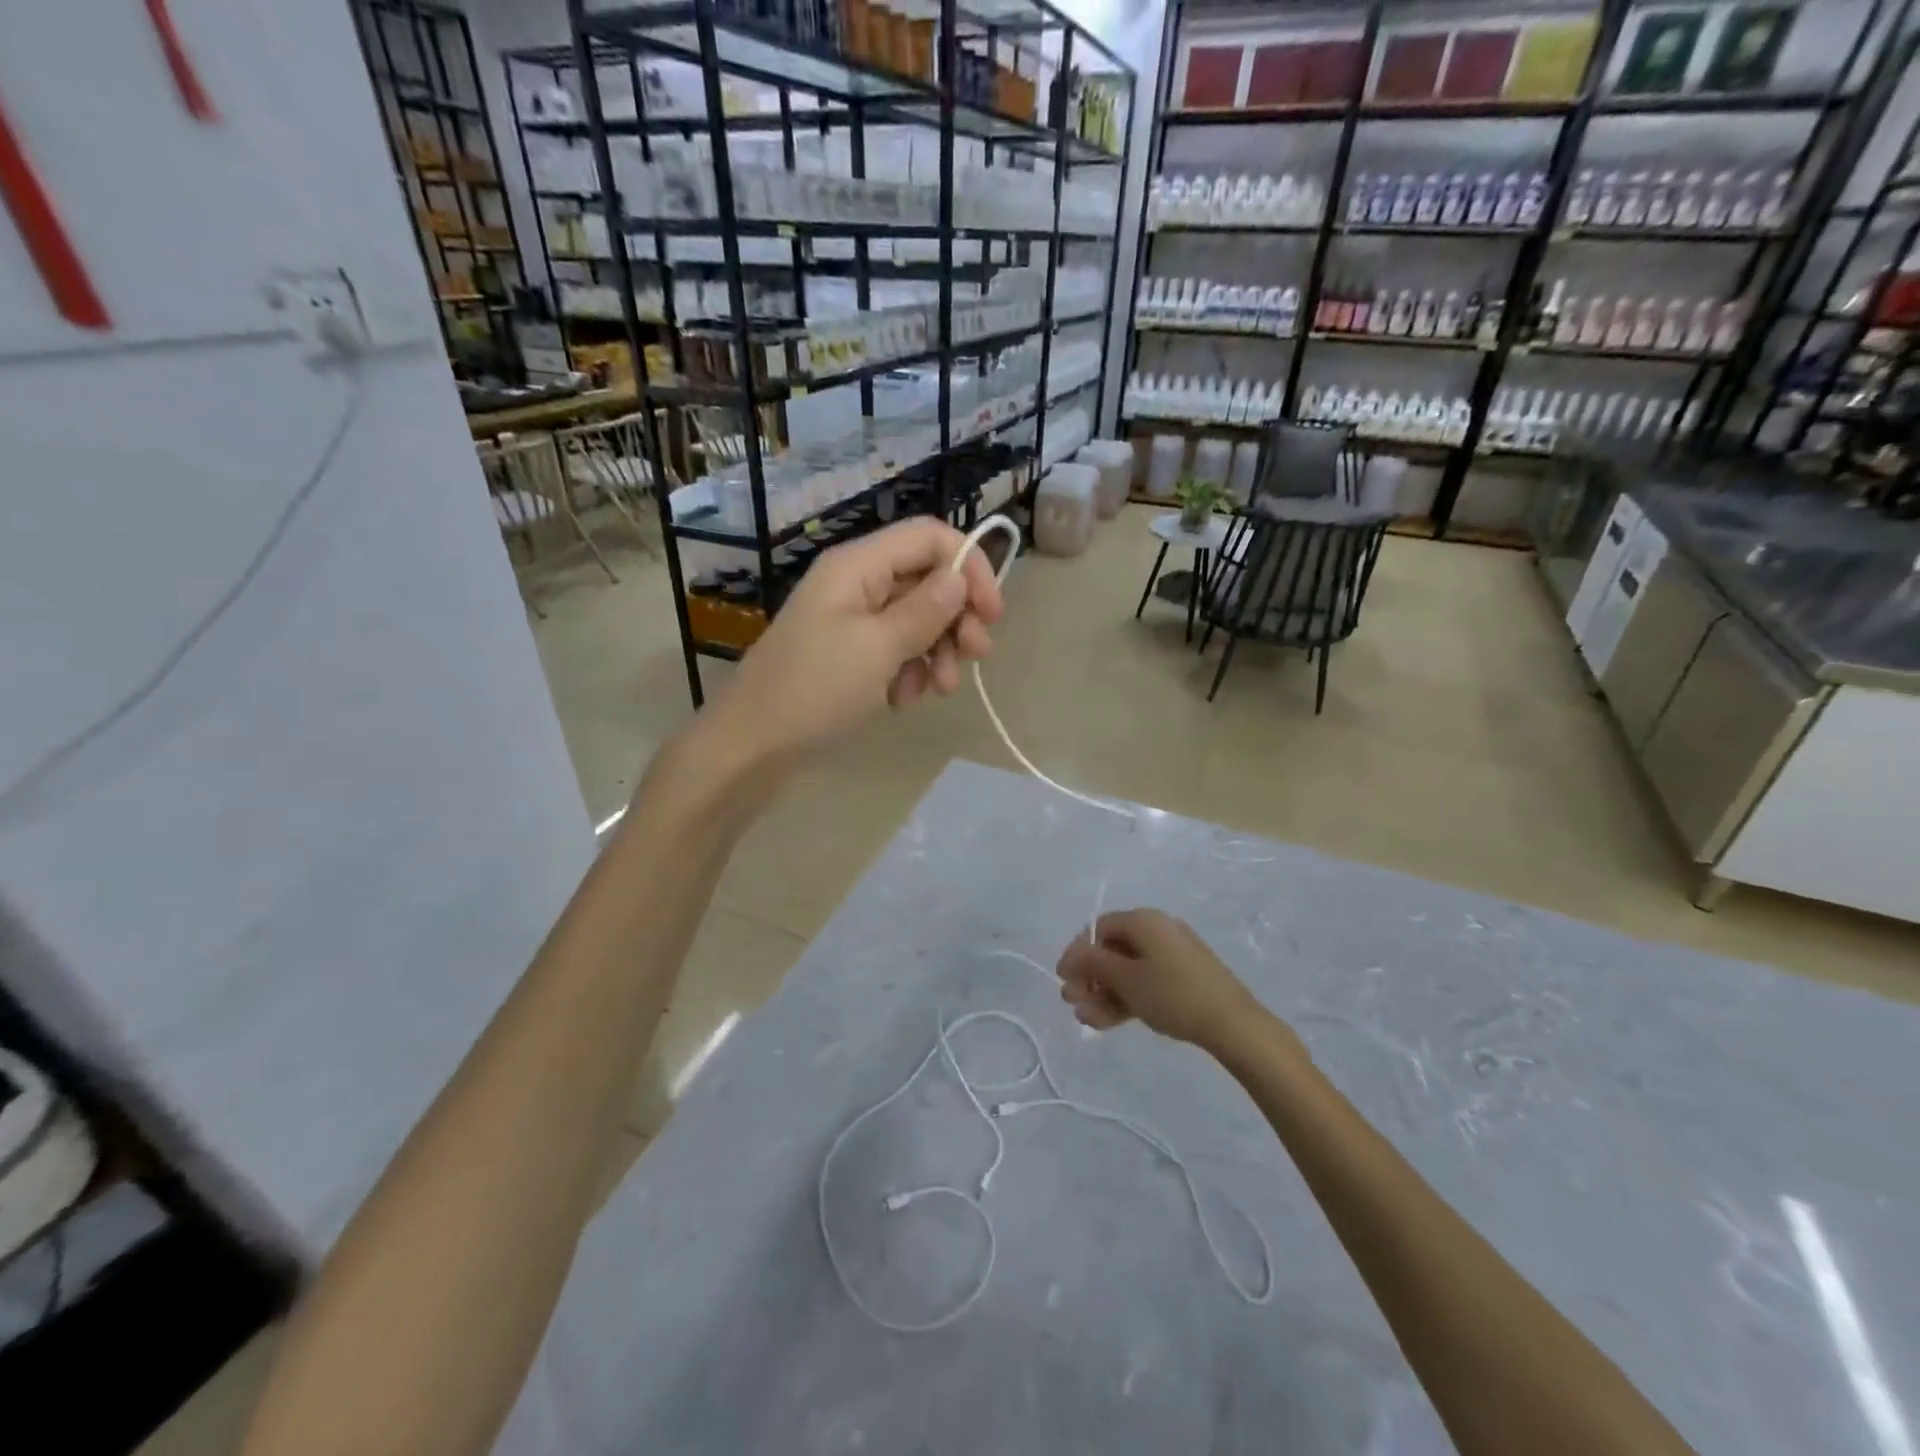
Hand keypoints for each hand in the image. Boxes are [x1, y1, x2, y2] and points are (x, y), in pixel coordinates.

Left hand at [710, 517, 1003, 765]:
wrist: (752, 747)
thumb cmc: (814, 690)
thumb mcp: (877, 649)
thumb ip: (924, 610)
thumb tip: (960, 576)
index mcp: (857, 566)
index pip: (929, 537)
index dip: (969, 566)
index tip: (992, 614)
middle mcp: (856, 583)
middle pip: (927, 579)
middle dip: (957, 617)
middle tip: (976, 656)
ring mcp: (851, 620)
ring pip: (916, 618)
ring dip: (937, 650)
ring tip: (938, 689)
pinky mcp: (849, 655)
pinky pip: (895, 649)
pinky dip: (909, 671)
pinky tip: (902, 700)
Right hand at [1056, 909, 1265, 1052]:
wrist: (1232, 1023)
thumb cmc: (1172, 994)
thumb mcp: (1126, 979)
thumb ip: (1093, 963)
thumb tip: (1074, 952)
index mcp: (1143, 920)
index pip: (1098, 928)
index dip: (1077, 952)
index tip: (1063, 979)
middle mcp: (1157, 930)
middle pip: (1112, 950)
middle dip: (1089, 978)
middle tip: (1073, 1003)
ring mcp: (1172, 955)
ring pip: (1128, 970)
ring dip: (1104, 993)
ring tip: (1088, 1020)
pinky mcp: (1184, 977)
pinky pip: (1146, 981)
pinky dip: (1126, 997)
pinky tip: (1109, 1021)